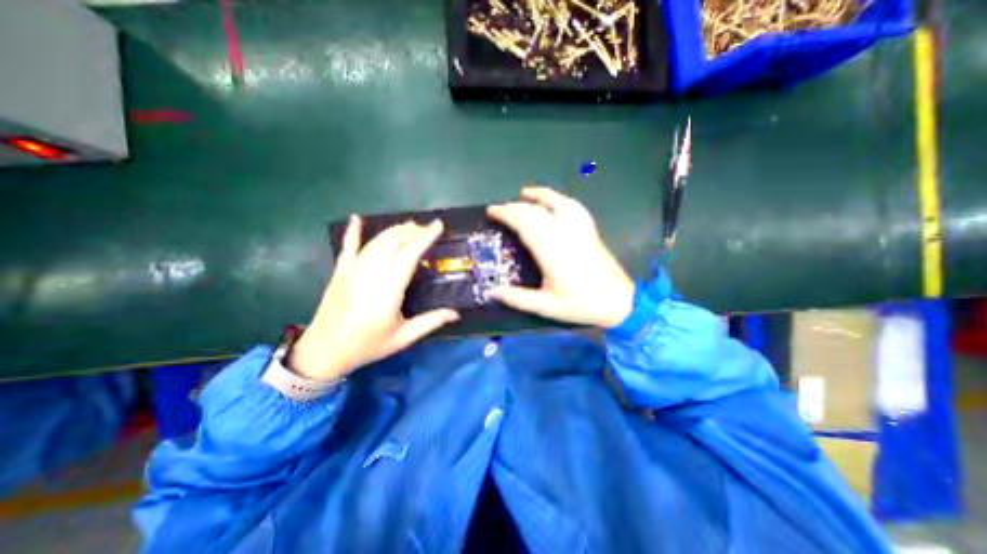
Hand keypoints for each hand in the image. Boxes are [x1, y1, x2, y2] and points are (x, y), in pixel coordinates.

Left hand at [291, 214, 459, 379]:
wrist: (324, 351)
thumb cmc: (368, 344)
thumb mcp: (403, 337)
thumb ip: (431, 322)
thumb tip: (456, 314)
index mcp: (390, 288)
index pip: (411, 253)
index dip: (426, 237)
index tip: (438, 225)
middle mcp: (372, 272)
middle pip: (394, 242)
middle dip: (413, 231)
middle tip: (427, 228)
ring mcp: (353, 269)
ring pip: (377, 241)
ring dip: (394, 230)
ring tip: (410, 226)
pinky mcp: (340, 271)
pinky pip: (347, 246)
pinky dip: (353, 232)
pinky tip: (357, 219)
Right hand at [485, 187, 632, 328]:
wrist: (619, 301)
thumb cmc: (581, 304)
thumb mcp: (546, 306)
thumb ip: (517, 299)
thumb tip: (491, 292)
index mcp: (551, 250)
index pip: (524, 222)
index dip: (506, 214)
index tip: (491, 211)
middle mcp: (564, 233)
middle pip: (536, 211)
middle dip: (514, 206)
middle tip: (499, 209)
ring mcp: (579, 229)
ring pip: (557, 202)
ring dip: (539, 195)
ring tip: (525, 193)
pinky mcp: (589, 230)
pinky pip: (574, 207)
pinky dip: (561, 199)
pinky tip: (555, 200)